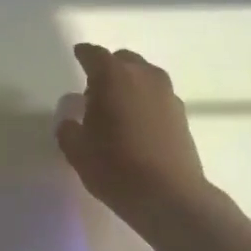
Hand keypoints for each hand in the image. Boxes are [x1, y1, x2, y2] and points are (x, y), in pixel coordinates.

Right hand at [56, 43, 211, 235]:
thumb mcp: (77, 150)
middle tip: (94, 90)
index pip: (94, 55)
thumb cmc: (115, 167)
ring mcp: (167, 94)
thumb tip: (72, 118)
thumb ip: (68, 128)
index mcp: (113, 77)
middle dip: (108, 69)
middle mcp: (143, 76)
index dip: (83, 55)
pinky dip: (144, 101)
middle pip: (123, 60)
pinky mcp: (181, 114)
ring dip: (128, 84)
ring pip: (143, 76)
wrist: (169, 195)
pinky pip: (156, 96)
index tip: (78, 55)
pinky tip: (135, 124)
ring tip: (116, 108)